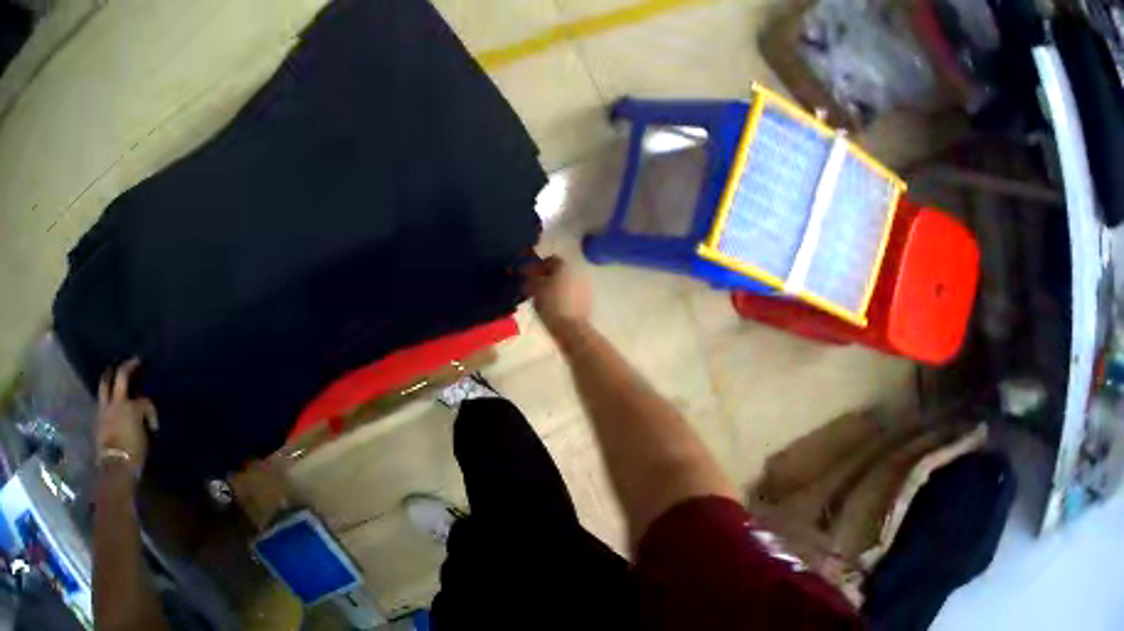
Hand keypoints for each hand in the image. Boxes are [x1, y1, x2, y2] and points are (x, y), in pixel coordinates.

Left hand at [97, 359, 157, 475]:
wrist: (115, 469)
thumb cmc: (134, 457)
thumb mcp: (144, 442)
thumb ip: (143, 426)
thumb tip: (143, 421)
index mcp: (132, 408)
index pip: (145, 402)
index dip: (151, 412)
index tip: (154, 426)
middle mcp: (118, 402)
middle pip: (121, 376)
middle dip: (128, 366)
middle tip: (135, 361)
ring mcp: (105, 408)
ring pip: (105, 382)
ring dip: (110, 374)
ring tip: (114, 370)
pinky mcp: (98, 417)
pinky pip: (101, 399)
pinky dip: (106, 394)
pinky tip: (109, 397)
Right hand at [522, 255, 591, 331]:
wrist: (571, 327)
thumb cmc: (551, 305)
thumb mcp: (535, 290)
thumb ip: (531, 278)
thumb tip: (528, 273)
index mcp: (564, 267)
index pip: (550, 260)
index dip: (539, 266)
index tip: (530, 275)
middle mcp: (577, 272)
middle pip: (560, 271)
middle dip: (549, 276)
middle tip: (537, 286)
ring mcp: (584, 286)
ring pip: (567, 282)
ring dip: (557, 286)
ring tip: (546, 297)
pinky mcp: (588, 299)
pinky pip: (573, 293)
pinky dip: (565, 296)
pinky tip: (557, 305)